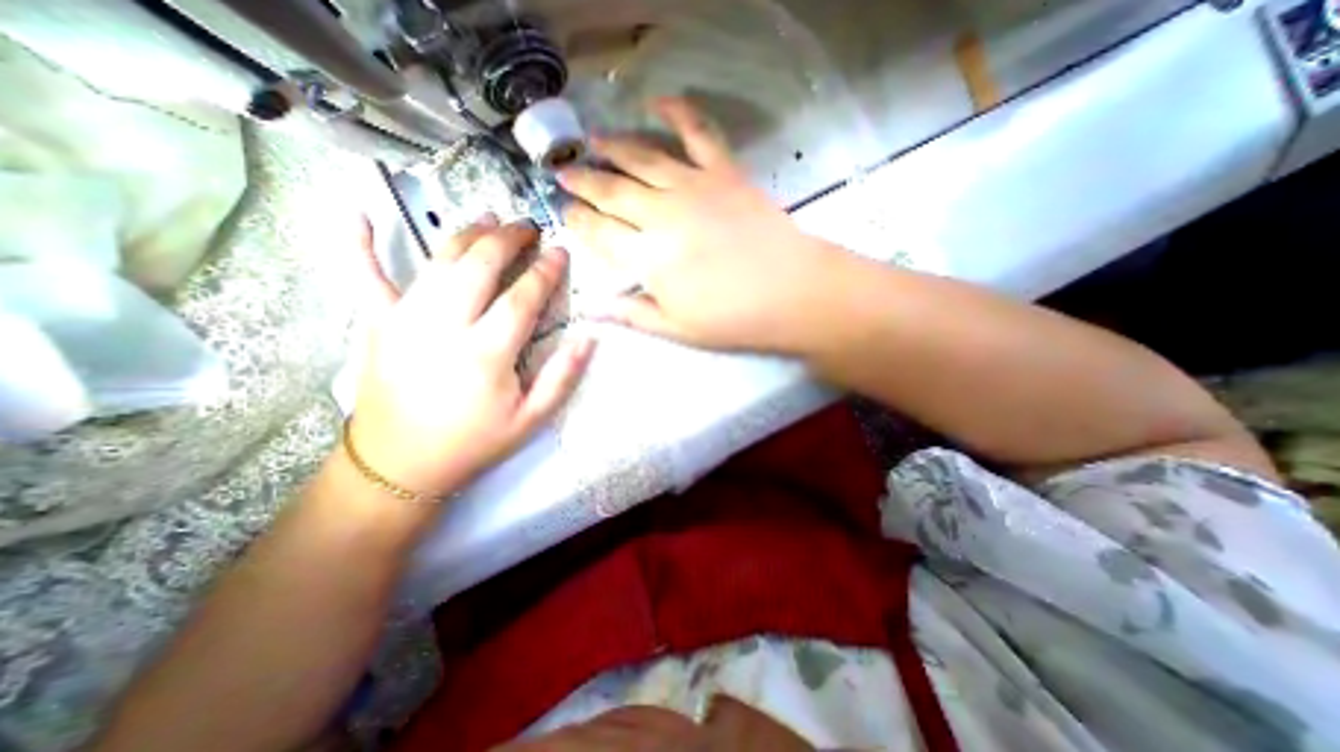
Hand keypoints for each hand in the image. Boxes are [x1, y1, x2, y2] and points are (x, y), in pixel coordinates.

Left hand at [348, 217, 592, 499]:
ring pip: (438, 261)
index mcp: (486, 353)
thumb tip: (589, 338)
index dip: (545, 271)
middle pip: (479, 265)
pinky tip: (356, 212)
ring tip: (489, 219)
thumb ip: (562, 377)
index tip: (560, 251)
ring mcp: (404, 320)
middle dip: (508, 239)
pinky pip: (362, 276)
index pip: (522, 297)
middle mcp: (445, 326)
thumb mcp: (531, 419)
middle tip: (528, 227)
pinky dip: (357, 243)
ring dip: (466, 234)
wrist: (401, 464)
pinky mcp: (376, 324)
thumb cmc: (474, 442)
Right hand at [555, 93, 847, 351]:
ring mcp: (693, 187)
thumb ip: (631, 313)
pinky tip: (656, 100)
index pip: (600, 232)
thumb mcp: (676, 328)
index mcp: (649, 257)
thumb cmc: (732, 319)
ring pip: (642, 157)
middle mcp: (662, 214)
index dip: (579, 220)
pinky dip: (677, 111)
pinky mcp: (723, 172)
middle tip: (565, 174)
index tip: (565, 212)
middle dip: (584, 181)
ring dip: (613, 147)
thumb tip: (590, 309)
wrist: (791, 293)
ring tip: (592, 141)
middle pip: (613, 191)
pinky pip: (696, 132)